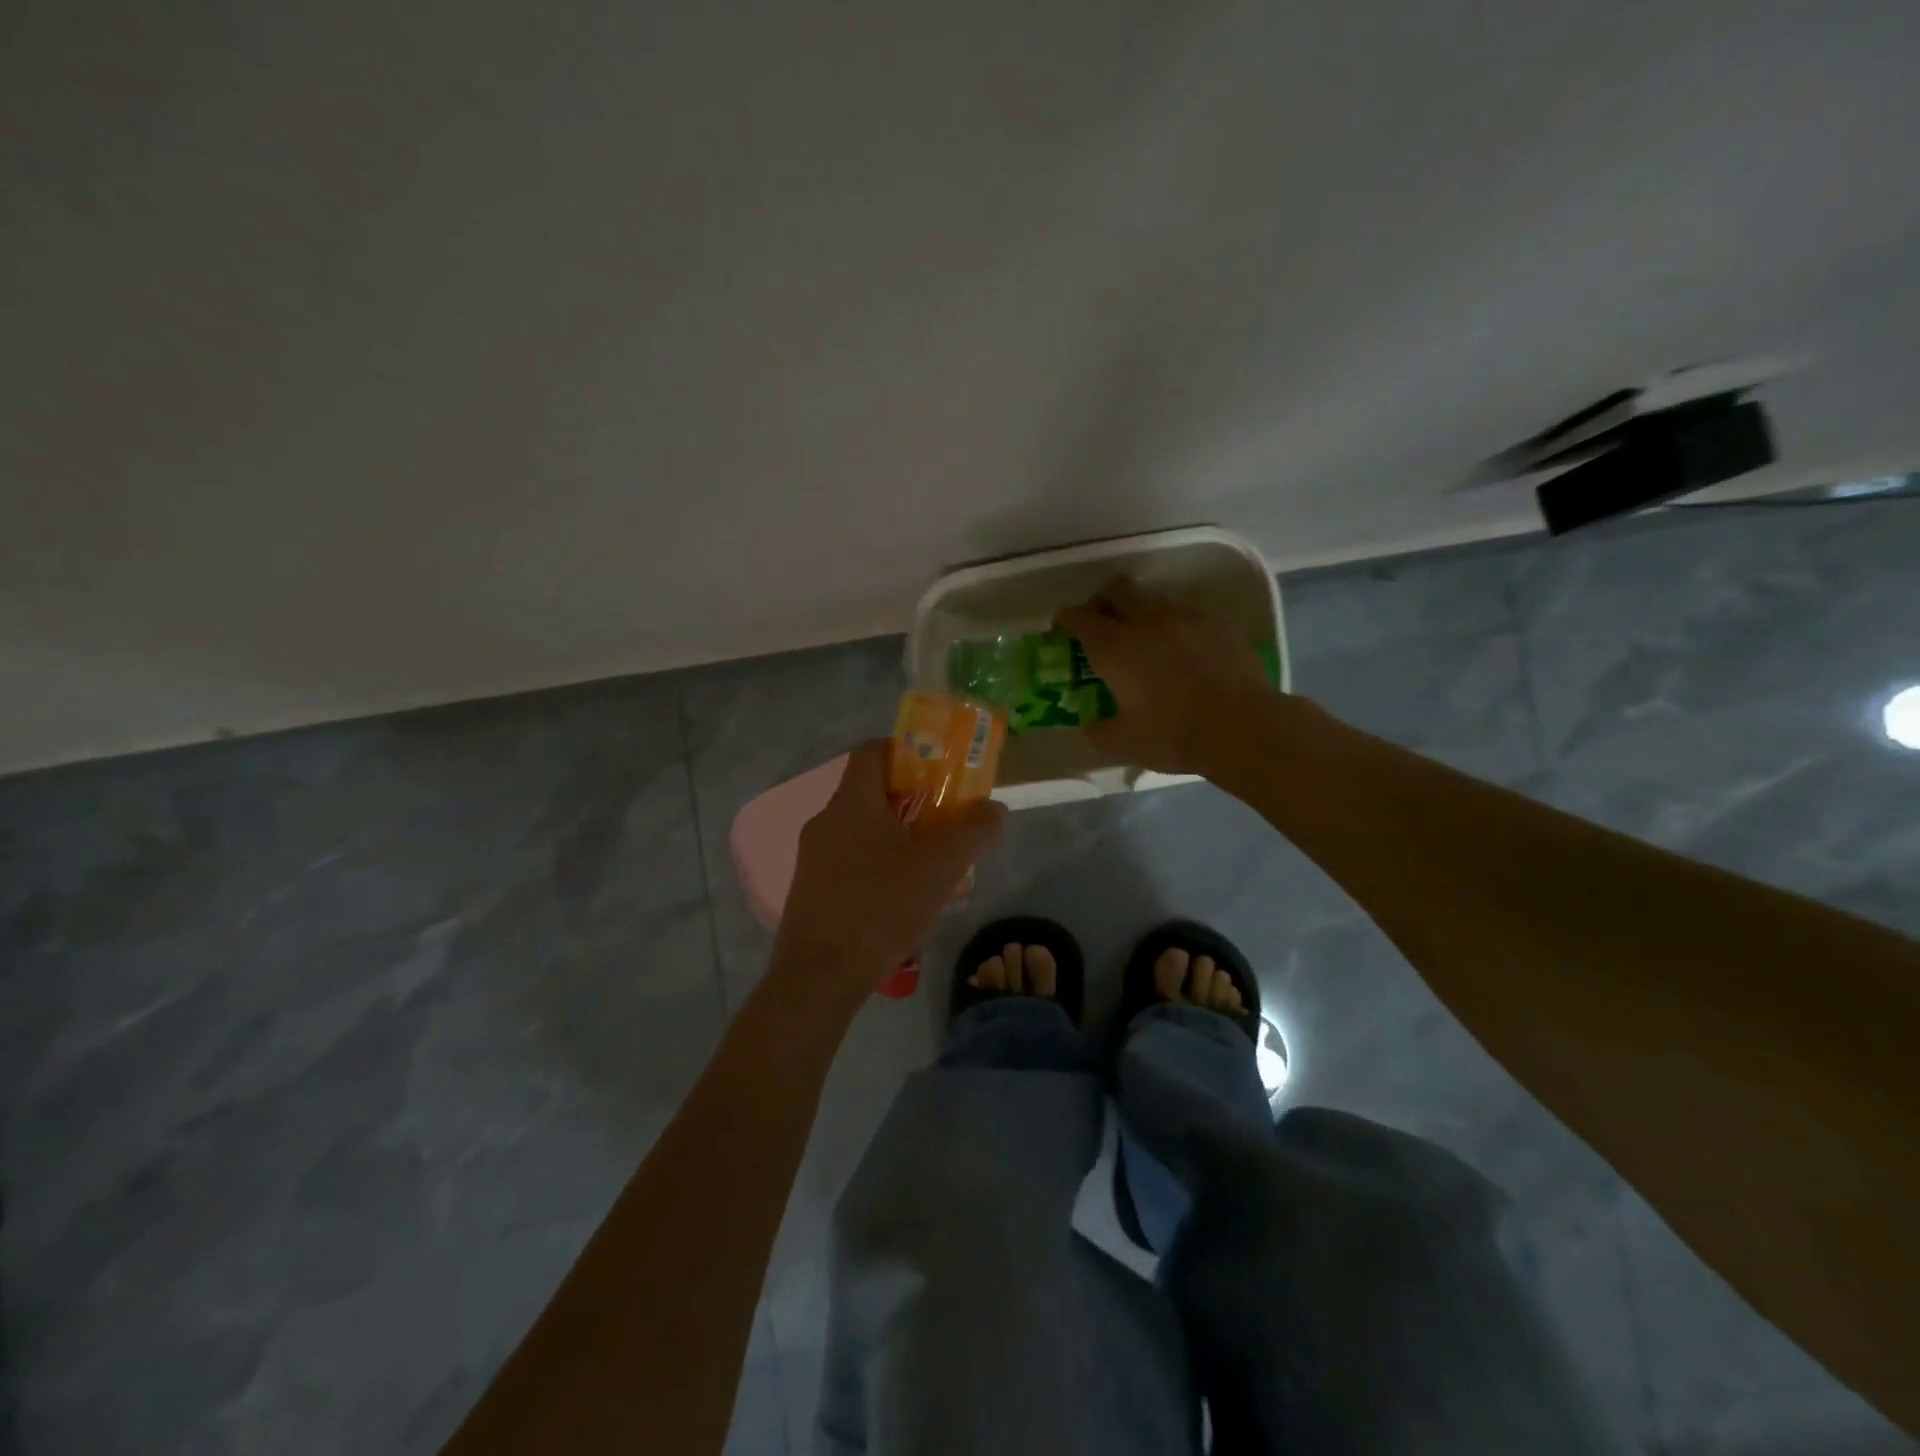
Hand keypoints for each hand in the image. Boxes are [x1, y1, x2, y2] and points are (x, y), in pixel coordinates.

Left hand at [774, 739, 1006, 990]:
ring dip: (896, 836)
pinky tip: (900, 898)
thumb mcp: (940, 867)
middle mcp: (826, 820)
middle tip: (946, 820)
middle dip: (911, 800)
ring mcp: (812, 856)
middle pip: (871, 792)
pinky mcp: (810, 889)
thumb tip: (994, 810)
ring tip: (931, 864)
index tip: (938, 768)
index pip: (873, 750)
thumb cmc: (881, 907)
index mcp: (852, 802)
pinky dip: (877, 864)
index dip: (906, 750)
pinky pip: (849, 861)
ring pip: (861, 830)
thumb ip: (973, 831)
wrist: (819, 976)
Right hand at [1055, 575, 1277, 774]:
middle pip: (1117, 589)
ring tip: (1146, 638)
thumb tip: (1091, 725)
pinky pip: (1187, 612)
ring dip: (1141, 611)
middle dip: (1103, 601)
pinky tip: (1182, 648)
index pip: (1079, 617)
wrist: (1241, 726)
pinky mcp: (1216, 622)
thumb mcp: (1123, 744)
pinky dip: (1175, 624)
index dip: (1066, 619)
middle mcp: (1145, 620)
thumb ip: (1098, 731)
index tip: (1062, 629)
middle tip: (1103, 623)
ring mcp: (1185, 616)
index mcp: (1114, 647)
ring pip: (1154, 597)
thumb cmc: (1173, 734)